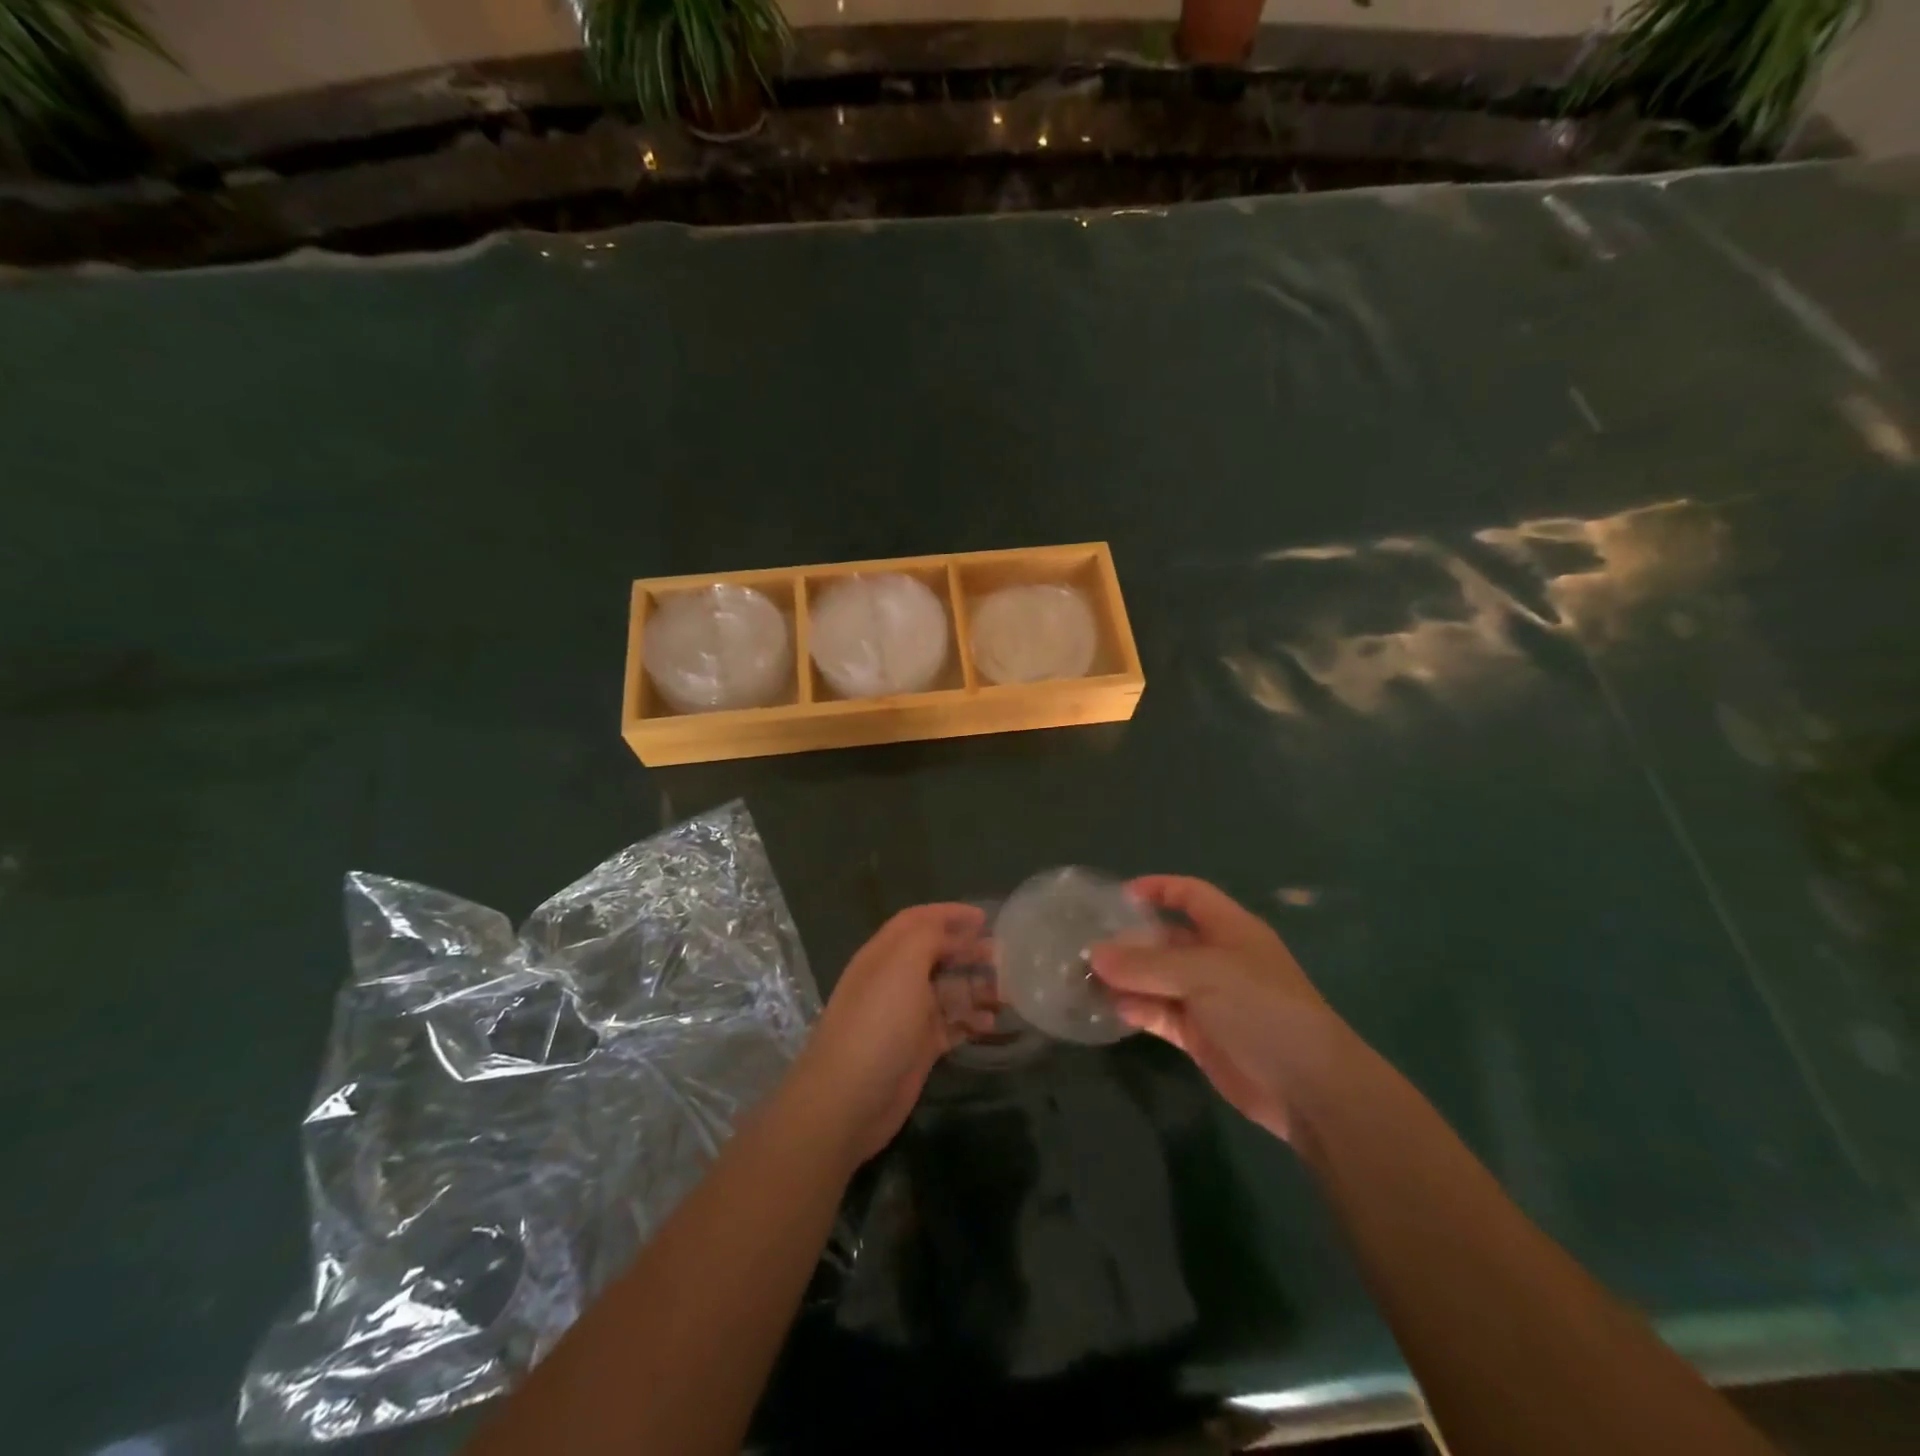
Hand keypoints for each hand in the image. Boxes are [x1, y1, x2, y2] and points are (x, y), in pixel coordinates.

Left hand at [788, 903, 991, 1166]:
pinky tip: (991, 1023)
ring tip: (1006, 993)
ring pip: (947, 991)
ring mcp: (906, 1016)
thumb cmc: (877, 1023)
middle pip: (936, 954)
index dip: (949, 914)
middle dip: (968, 950)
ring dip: (975, 987)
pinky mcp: (917, 1048)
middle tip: (1004, 956)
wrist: (848, 1101)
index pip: (917, 921)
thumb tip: (954, 933)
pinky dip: (970, 1021)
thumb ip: (928, 937)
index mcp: (885, 955)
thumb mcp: (902, 966)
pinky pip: (950, 1025)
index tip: (985, 918)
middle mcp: (894, 980)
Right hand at [1090, 876, 1349, 1142]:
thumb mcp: (1205, 974)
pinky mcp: (1199, 1036)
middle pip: (1165, 939)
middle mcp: (1217, 959)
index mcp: (1230, 930)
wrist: (1309, 1088)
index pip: (1190, 894)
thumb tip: (1095, 955)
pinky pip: (1160, 1014)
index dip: (1157, 889)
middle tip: (1085, 945)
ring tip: (1086, 978)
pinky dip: (1137, 1010)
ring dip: (1126, 978)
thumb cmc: (1263, 1009)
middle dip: (1129, 941)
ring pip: (1158, 979)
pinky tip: (1111, 1010)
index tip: (1116, 896)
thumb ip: (1148, 964)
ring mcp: (1208, 999)